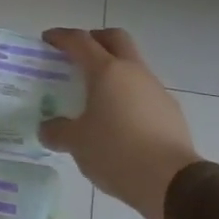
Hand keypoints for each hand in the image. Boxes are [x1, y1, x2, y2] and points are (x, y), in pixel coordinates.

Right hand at [39, 28, 199, 218]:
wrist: (170, 181)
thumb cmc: (116, 152)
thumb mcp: (77, 143)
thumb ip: (57, 131)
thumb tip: (47, 128)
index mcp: (107, 71)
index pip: (80, 41)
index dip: (61, 36)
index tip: (47, 39)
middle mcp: (134, 71)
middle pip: (115, 39)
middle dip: (95, 39)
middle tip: (78, 55)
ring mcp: (156, 89)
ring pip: (133, 65)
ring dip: (114, 70)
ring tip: (96, 95)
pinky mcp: (170, 110)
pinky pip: (144, 91)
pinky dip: (128, 95)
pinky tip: (119, 120)